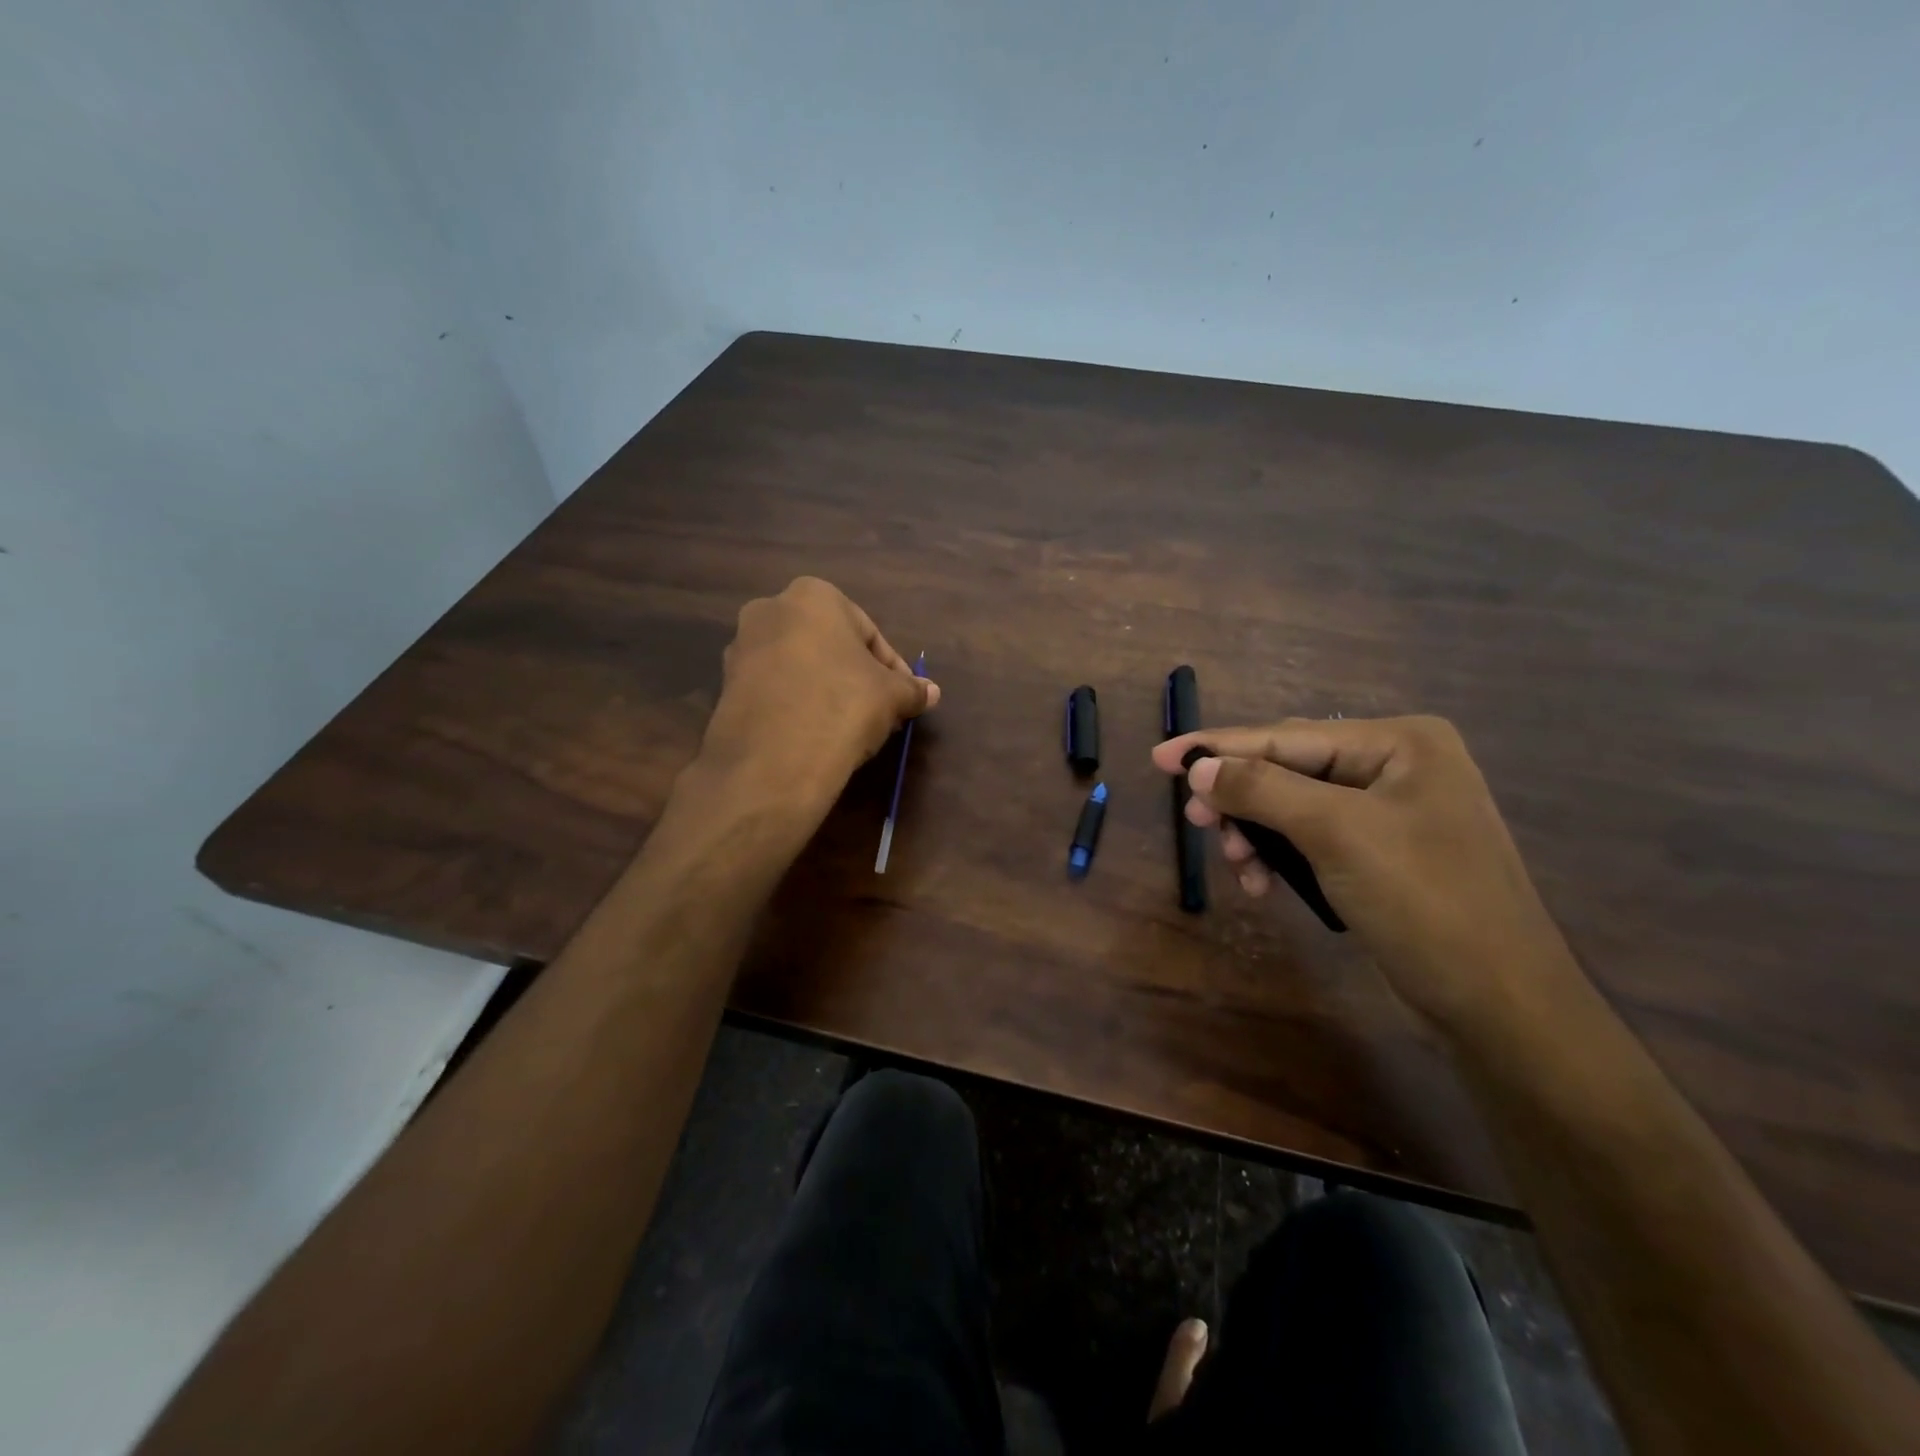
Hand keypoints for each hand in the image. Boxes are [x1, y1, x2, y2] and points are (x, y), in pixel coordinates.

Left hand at [695, 578, 938, 805]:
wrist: (773, 761)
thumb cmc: (842, 706)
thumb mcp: (892, 696)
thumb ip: (912, 689)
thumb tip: (930, 692)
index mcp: (813, 596)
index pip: (868, 632)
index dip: (892, 668)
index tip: (903, 697)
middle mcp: (770, 610)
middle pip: (830, 646)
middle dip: (856, 676)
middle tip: (879, 711)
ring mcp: (741, 648)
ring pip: (800, 666)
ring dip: (826, 690)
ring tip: (848, 727)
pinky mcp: (725, 687)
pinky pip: (775, 689)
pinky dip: (797, 705)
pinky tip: (815, 735)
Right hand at [1152, 716, 1580, 1040]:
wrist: (1499, 1003)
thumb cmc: (1424, 901)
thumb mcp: (1335, 834)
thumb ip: (1261, 789)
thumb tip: (1197, 767)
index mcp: (1400, 743)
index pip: (1287, 737)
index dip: (1218, 747)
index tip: (1159, 758)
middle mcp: (1397, 766)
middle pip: (1288, 769)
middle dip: (1239, 798)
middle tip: (1195, 823)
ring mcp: (1392, 811)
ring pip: (1293, 806)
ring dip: (1256, 833)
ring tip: (1235, 865)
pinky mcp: (1383, 853)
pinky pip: (1312, 838)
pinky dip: (1280, 856)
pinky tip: (1261, 884)